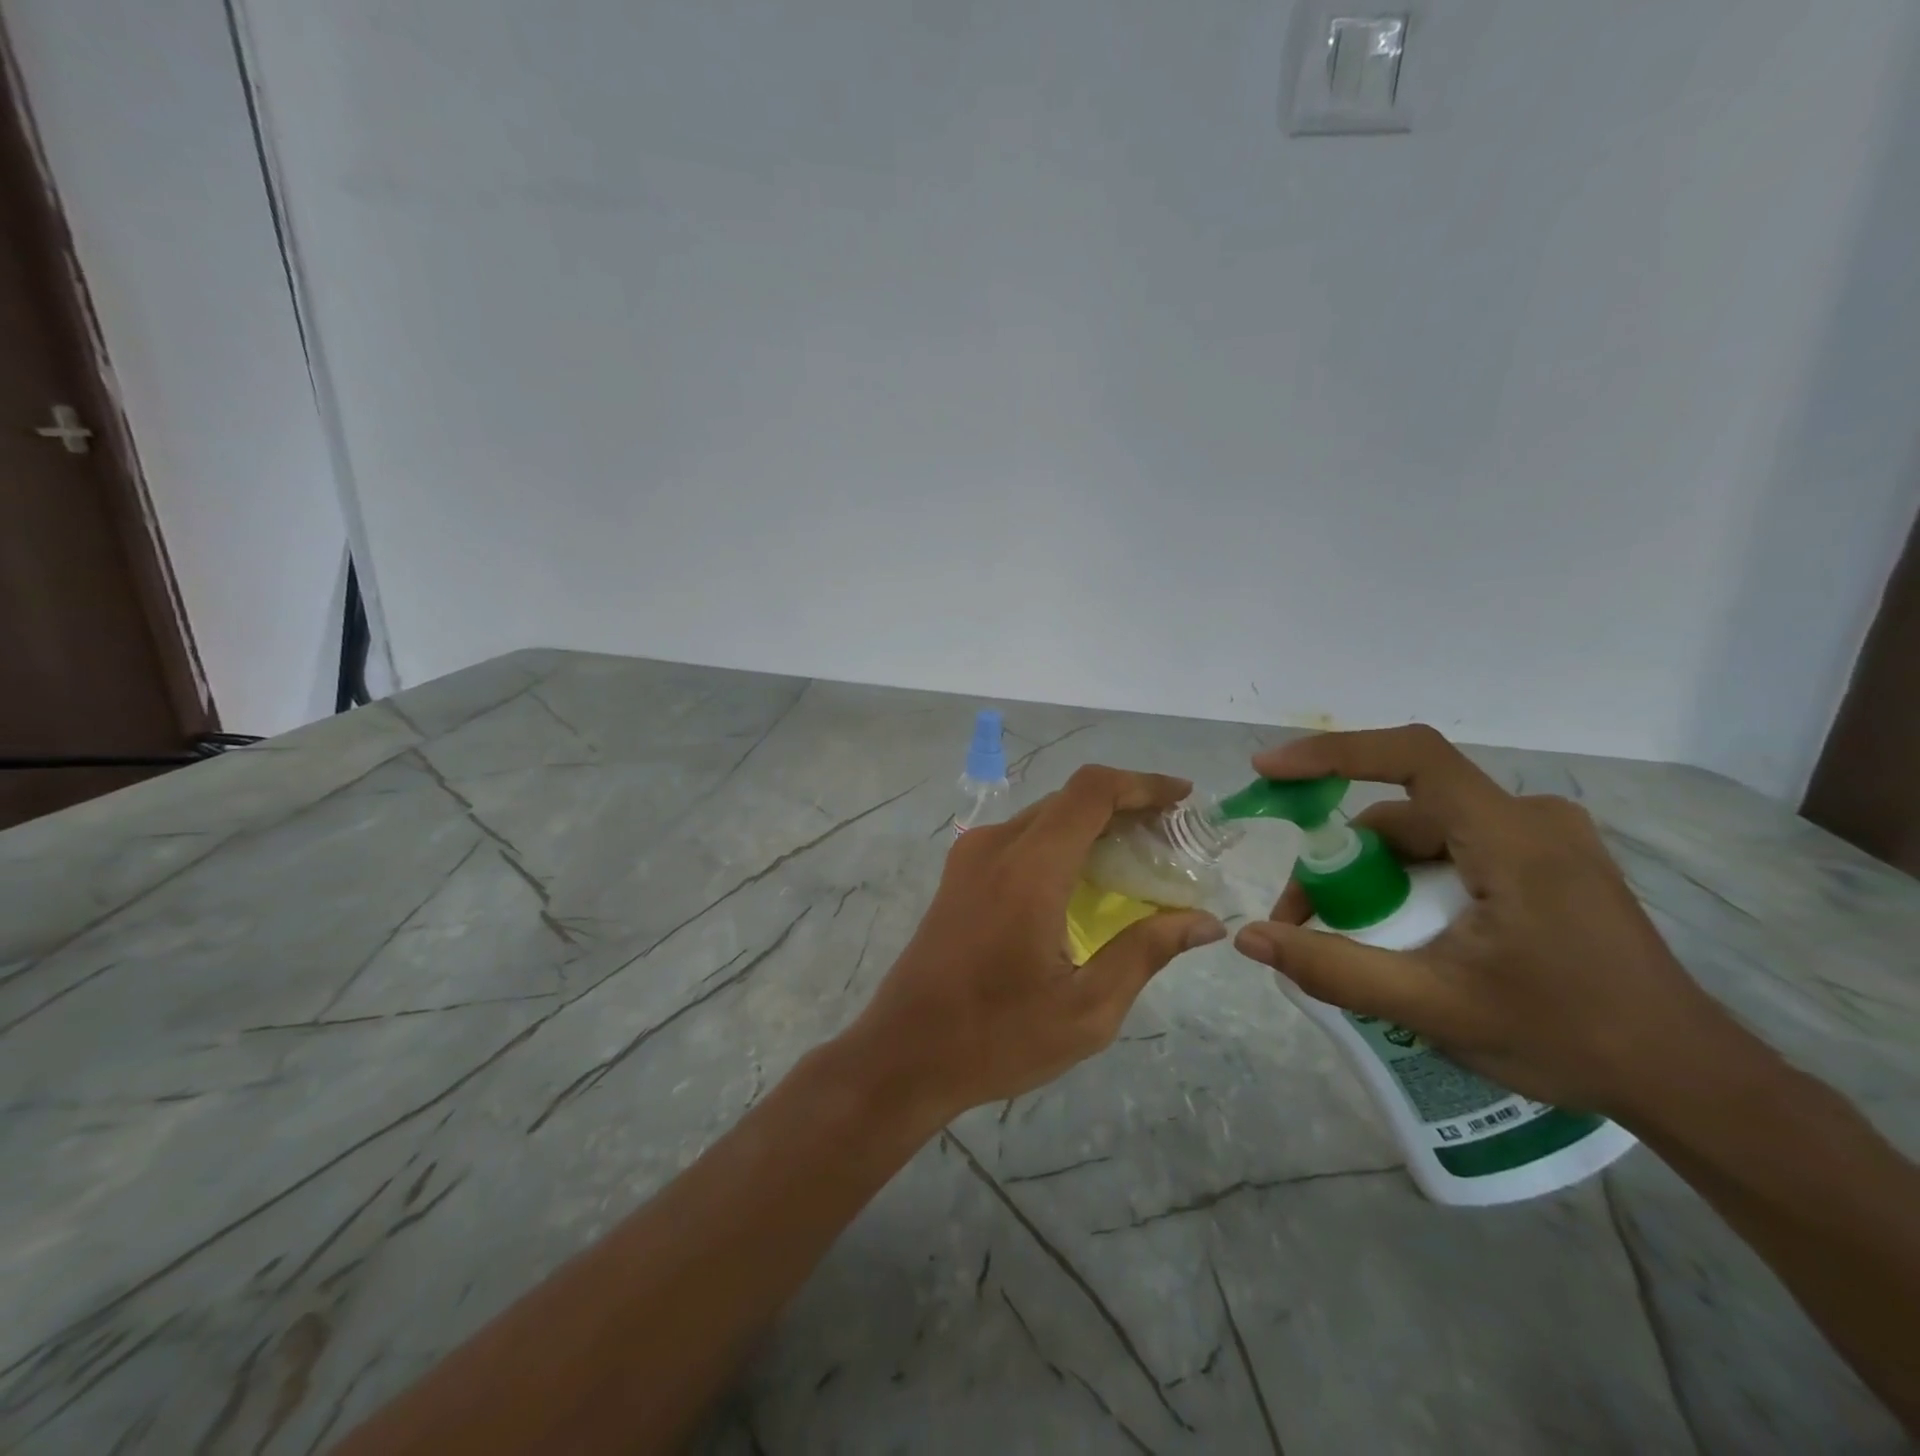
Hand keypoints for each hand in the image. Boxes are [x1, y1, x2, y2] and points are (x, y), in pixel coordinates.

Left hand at [846, 765, 1227, 1121]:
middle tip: (1173, 838)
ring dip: (1094, 824)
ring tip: (1140, 858)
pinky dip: (1063, 842)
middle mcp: (996, 845)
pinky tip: (1087, 880)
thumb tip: (1204, 921)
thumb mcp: (1086, 1009)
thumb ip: (1145, 952)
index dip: (1143, 784)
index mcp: (1028, 868)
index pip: (1091, 792)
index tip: (1185, 798)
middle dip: (1126, 806)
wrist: (903, 1052)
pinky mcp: (960, 873)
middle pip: (1070, 799)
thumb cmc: (997, 1037)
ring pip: (1045, 816)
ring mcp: (970, 856)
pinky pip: (1022, 838)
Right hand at [1233, 726, 1732, 1116]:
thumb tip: (1249, 938)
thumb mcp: (1434, 1006)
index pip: (1412, 757)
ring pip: (1424, 836)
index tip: (1270, 772)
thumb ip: (1335, 969)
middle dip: (1340, 862)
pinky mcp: (1547, 864)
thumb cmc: (1567, 1037)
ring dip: (1373, 878)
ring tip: (1346, 940)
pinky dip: (1408, 883)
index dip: (1332, 753)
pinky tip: (1401, 934)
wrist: (1687, 1082)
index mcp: (1513, 838)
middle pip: (1404, 813)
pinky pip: (1453, 852)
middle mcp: (1530, 819)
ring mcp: (1544, 840)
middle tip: (1300, 920)